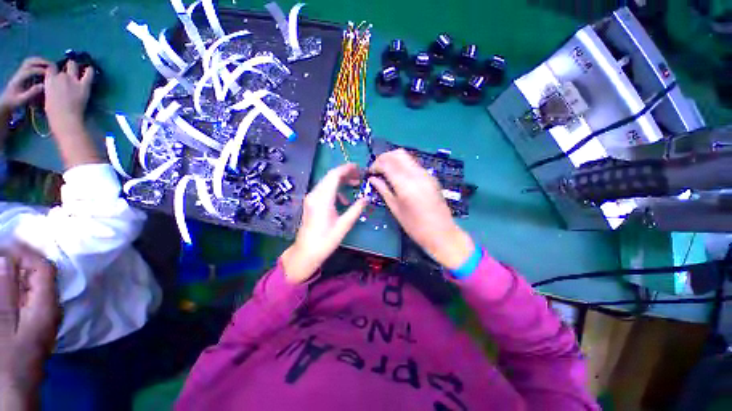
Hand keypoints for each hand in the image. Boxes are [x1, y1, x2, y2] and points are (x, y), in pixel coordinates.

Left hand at [0, 57, 49, 115]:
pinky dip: (38, 62)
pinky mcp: (22, 72)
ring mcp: (20, 71)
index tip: (51, 74)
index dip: (41, 71)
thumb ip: (31, 93)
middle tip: (52, 65)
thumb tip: (43, 86)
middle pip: (30, 62)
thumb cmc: (14, 102)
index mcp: (18, 79)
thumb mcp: (22, 100)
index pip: (30, 71)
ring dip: (40, 60)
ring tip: (50, 65)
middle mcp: (19, 72)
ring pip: (30, 60)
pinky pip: (30, 63)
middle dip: (41, 62)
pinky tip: (44, 66)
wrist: (6, 100)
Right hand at [0, 245, 60, 392]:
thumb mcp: (3, 325)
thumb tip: (6, 259)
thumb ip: (5, 291)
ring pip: (32, 285)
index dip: (27, 252)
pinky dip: (15, 287)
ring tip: (1, 262)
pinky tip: (5, 282)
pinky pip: (27, 298)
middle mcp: (50, 308)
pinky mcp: (34, 324)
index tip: (7, 241)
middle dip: (20, 260)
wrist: (15, 392)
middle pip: (40, 275)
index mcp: (47, 307)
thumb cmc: (8, 361)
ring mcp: (43, 317)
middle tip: (0, 249)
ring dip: (15, 273)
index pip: (45, 269)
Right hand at [44, 60, 93, 137]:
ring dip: (75, 67)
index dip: (54, 69)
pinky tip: (89, 70)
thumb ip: (50, 87)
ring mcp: (73, 79)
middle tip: (69, 73)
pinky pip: (89, 73)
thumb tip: (53, 85)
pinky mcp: (84, 85)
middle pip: (63, 66)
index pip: (51, 67)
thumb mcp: (47, 96)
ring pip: (74, 65)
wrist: (65, 118)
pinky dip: (89, 70)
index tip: (57, 72)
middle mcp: (61, 76)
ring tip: (78, 70)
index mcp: (49, 80)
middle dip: (66, 67)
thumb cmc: (53, 112)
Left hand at [282, 164, 367, 283]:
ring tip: (354, 185)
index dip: (347, 169)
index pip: (334, 175)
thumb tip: (366, 198)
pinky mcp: (311, 202)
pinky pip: (324, 190)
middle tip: (359, 176)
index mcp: (323, 199)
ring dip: (341, 181)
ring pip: (327, 182)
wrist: (306, 253)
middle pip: (330, 176)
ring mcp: (311, 198)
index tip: (358, 168)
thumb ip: (356, 209)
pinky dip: (335, 190)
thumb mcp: (344, 225)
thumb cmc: (325, 241)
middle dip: (345, 173)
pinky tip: (343, 200)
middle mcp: (315, 195)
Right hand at [369, 149, 474, 269]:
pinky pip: (414, 164)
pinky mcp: (431, 177)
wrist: (441, 232)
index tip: (369, 172)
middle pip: (398, 154)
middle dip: (384, 158)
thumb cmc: (414, 225)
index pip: (387, 163)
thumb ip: (383, 190)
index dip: (375, 165)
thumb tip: (372, 179)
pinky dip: (403, 165)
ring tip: (386, 172)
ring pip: (407, 157)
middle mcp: (416, 174)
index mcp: (405, 184)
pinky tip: (398, 176)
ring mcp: (426, 174)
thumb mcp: (395, 208)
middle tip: (377, 169)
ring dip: (394, 160)